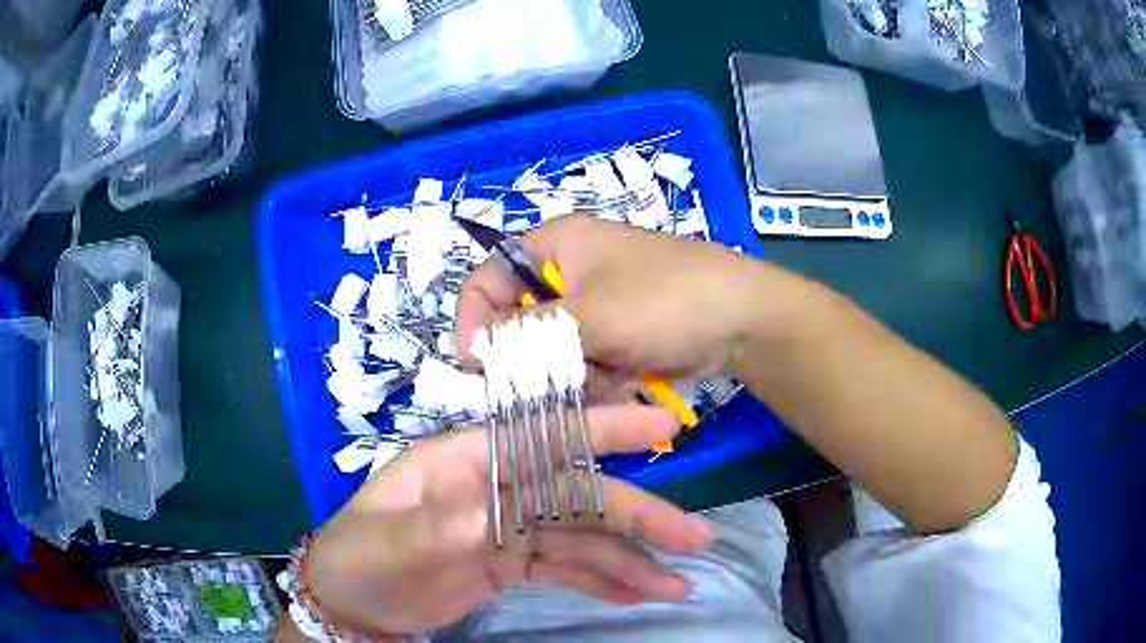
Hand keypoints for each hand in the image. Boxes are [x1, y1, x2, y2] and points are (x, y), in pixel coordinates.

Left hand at [303, 406, 714, 635]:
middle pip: (577, 497)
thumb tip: (501, 516)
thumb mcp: (385, 543)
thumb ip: (439, 528)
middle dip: (638, 516)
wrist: (350, 602)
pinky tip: (638, 594)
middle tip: (695, 537)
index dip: (603, 432)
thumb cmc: (357, 559)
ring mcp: (507, 530)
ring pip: (581, 540)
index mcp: (464, 464)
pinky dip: (604, 582)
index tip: (663, 430)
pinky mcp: (512, 566)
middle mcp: (495, 489)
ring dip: (630, 560)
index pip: (542, 440)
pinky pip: (567, 571)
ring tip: (678, 582)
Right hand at [455, 216, 807, 398]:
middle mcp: (567, 272)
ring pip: (550, 350)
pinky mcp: (613, 334)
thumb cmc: (664, 302)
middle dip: (534, 356)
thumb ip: (524, 335)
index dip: (474, 319)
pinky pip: (581, 363)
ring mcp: (592, 306)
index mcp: (554, 246)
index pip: (487, 278)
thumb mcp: (588, 317)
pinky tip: (622, 379)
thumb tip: (470, 351)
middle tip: (557, 375)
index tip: (478, 364)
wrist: (740, 322)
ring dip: (569, 372)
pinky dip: (594, 378)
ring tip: (604, 374)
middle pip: (518, 321)